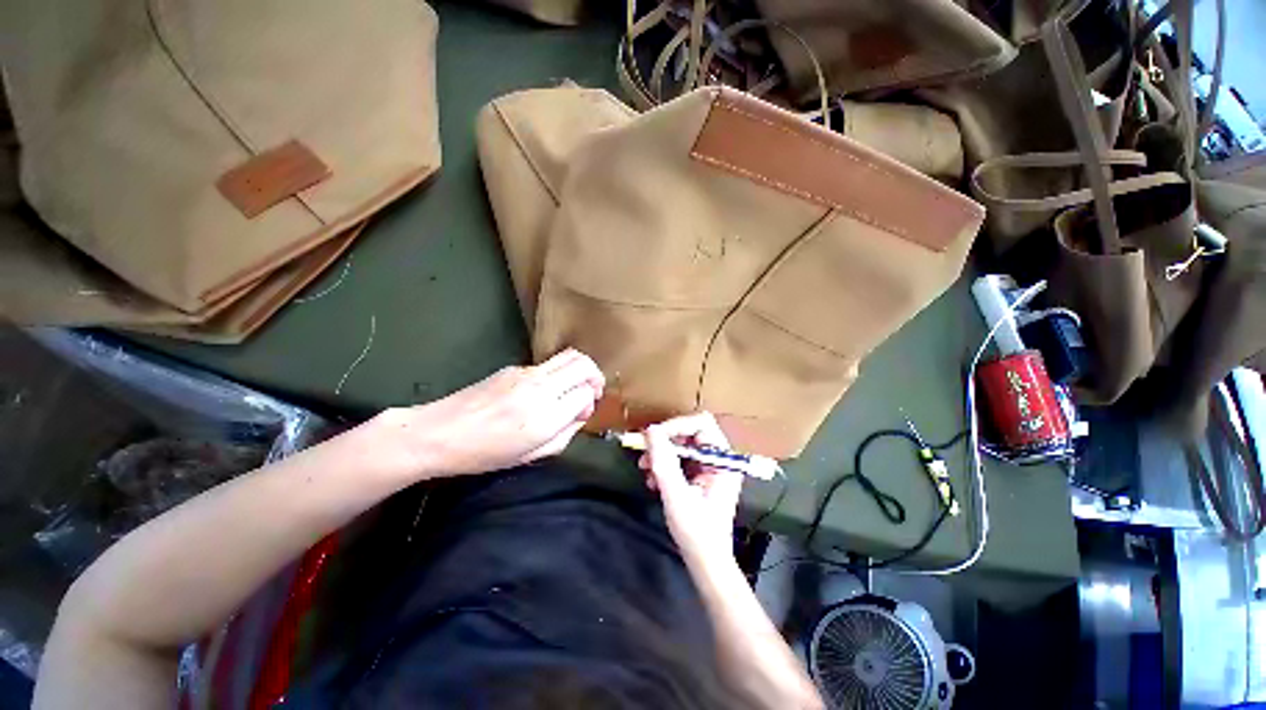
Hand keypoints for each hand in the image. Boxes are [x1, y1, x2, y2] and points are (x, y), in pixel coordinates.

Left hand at [399, 349, 604, 477]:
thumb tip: (580, 413)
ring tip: (571, 389)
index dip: (590, 401)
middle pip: (583, 364)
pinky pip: (548, 364)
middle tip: (591, 391)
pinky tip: (544, 391)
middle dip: (595, 375)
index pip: (586, 393)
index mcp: (545, 416)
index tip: (583, 413)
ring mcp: (526, 372)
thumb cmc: (484, 454)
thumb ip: (565, 433)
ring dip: (578, 371)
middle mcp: (540, 387)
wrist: (437, 433)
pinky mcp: (513, 367)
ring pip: (568, 357)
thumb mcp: (531, 455)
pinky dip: (558, 373)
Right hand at [639, 413, 742, 566]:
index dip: (677, 426)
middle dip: (665, 442)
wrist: (706, 561)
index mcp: (723, 460)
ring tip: (645, 469)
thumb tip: (651, 431)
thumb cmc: (696, 531)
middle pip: (690, 432)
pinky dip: (664, 465)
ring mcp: (710, 467)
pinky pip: (680, 459)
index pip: (702, 424)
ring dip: (662, 454)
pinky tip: (653, 480)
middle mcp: (719, 458)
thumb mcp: (676, 495)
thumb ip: (664, 461)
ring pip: (682, 445)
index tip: (654, 437)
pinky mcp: (700, 476)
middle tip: (645, 454)